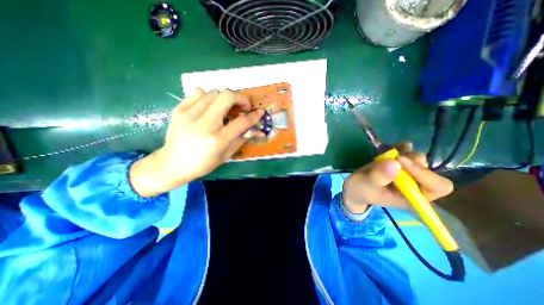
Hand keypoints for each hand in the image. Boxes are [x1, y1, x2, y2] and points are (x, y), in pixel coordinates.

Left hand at [128, 88, 263, 196]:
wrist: (172, 163)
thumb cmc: (203, 163)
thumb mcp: (226, 155)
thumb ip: (242, 139)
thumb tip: (258, 131)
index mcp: (217, 139)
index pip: (242, 121)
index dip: (254, 116)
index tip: (260, 112)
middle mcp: (204, 124)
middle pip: (227, 96)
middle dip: (240, 98)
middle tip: (242, 107)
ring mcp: (189, 114)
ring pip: (214, 92)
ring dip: (225, 99)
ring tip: (225, 109)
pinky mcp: (179, 109)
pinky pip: (198, 92)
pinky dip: (208, 96)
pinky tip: (209, 107)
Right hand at [343, 143, 455, 213]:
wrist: (355, 186)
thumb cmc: (360, 190)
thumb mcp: (365, 186)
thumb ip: (378, 177)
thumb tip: (395, 162)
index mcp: (412, 197)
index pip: (437, 186)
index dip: (423, 173)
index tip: (400, 160)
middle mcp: (416, 185)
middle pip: (428, 169)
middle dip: (410, 161)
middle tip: (391, 157)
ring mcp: (408, 174)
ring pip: (418, 159)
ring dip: (404, 154)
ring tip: (386, 155)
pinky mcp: (400, 164)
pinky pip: (408, 152)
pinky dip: (401, 147)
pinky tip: (392, 147)